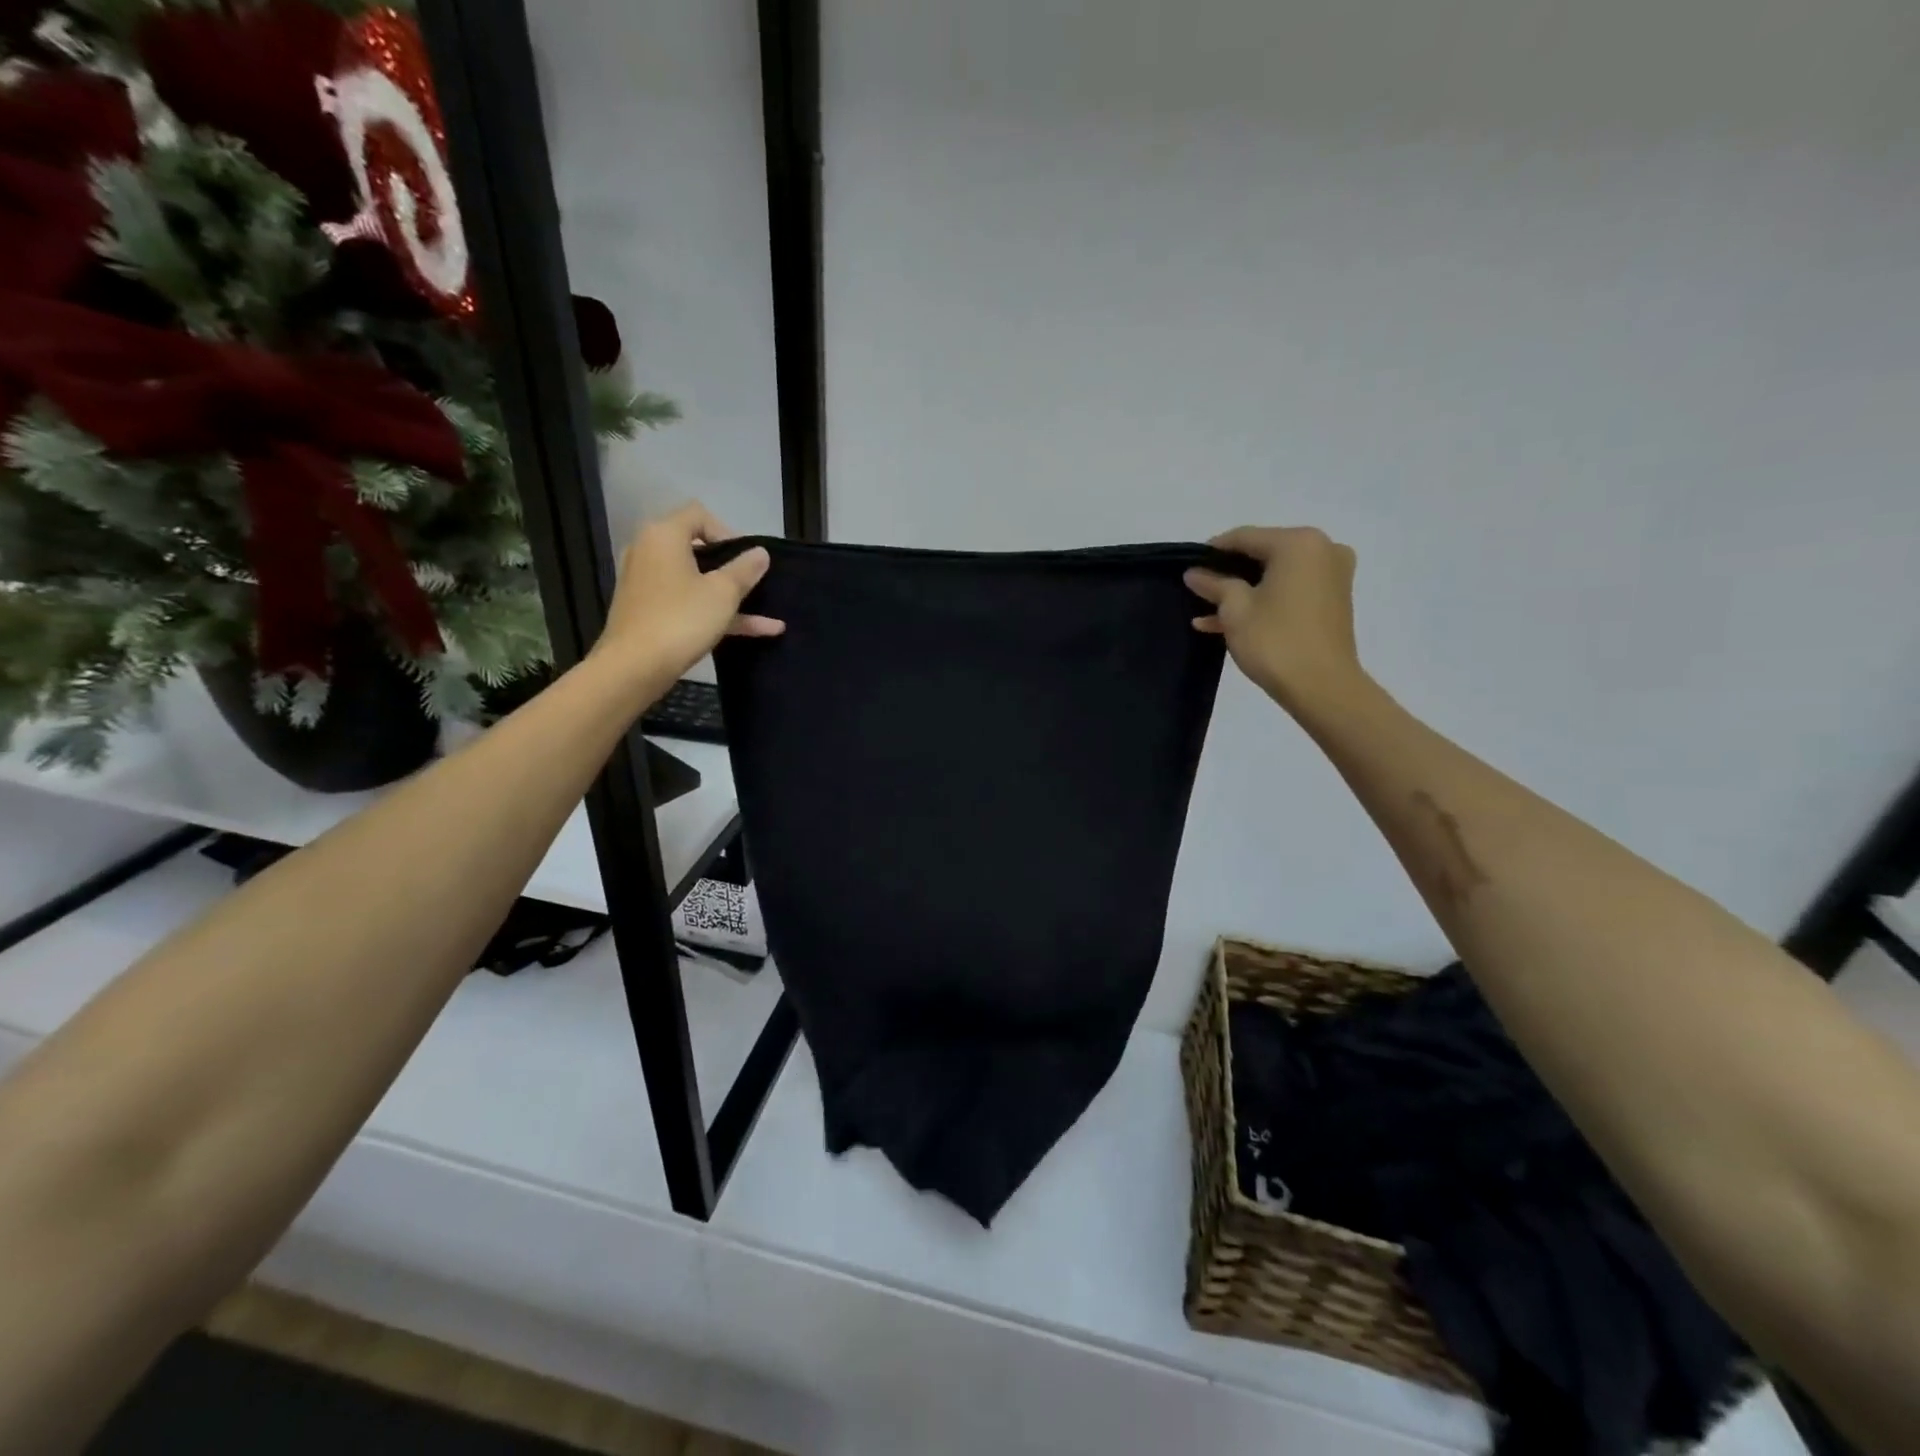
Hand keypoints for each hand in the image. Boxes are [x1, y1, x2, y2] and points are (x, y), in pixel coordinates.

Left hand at [591, 502, 783, 688]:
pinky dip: (715, 612)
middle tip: (754, 583)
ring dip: (730, 596)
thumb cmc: (681, 619)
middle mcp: (649, 552)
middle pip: (696, 548)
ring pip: (695, 581)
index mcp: (664, 536)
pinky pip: (687, 602)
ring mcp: (646, 583)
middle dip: (731, 567)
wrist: (634, 667)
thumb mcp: (723, 593)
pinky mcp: (647, 610)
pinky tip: (756, 631)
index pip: (699, 514)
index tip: (747, 560)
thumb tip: (760, 553)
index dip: (728, 533)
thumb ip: (744, 569)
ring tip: (768, 615)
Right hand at [1185, 526, 1364, 713]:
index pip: (1245, 537)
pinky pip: (1290, 590)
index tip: (1189, 567)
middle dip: (1229, 574)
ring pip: (1275, 576)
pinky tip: (1229, 622)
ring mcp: (1332, 575)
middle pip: (1263, 554)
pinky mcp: (1333, 600)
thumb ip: (1213, 584)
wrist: (1322, 687)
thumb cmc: (1275, 641)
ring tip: (1207, 612)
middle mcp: (1322, 549)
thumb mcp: (1235, 610)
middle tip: (1200, 590)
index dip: (1213, 551)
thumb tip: (1194, 573)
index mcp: (1299, 543)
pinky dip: (1264, 601)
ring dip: (1243, 592)